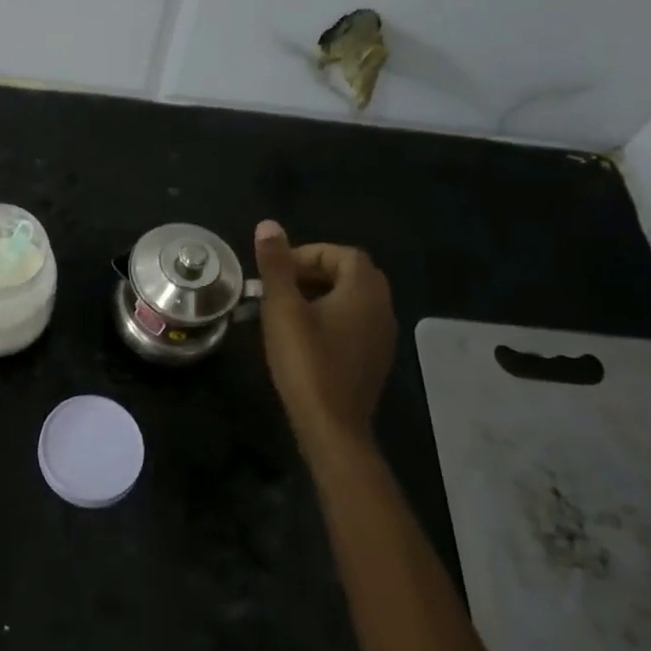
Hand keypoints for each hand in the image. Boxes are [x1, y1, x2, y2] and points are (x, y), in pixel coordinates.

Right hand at [252, 219, 397, 460]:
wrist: (331, 425)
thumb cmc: (306, 361)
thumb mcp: (283, 308)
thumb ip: (276, 265)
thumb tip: (268, 225)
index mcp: (364, 291)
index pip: (342, 254)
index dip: (308, 255)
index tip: (277, 270)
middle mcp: (382, 308)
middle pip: (351, 274)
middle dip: (313, 273)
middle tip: (279, 286)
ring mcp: (382, 337)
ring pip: (353, 300)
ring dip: (321, 295)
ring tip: (285, 310)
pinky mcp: (374, 359)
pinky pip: (355, 323)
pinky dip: (330, 317)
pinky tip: (303, 336)